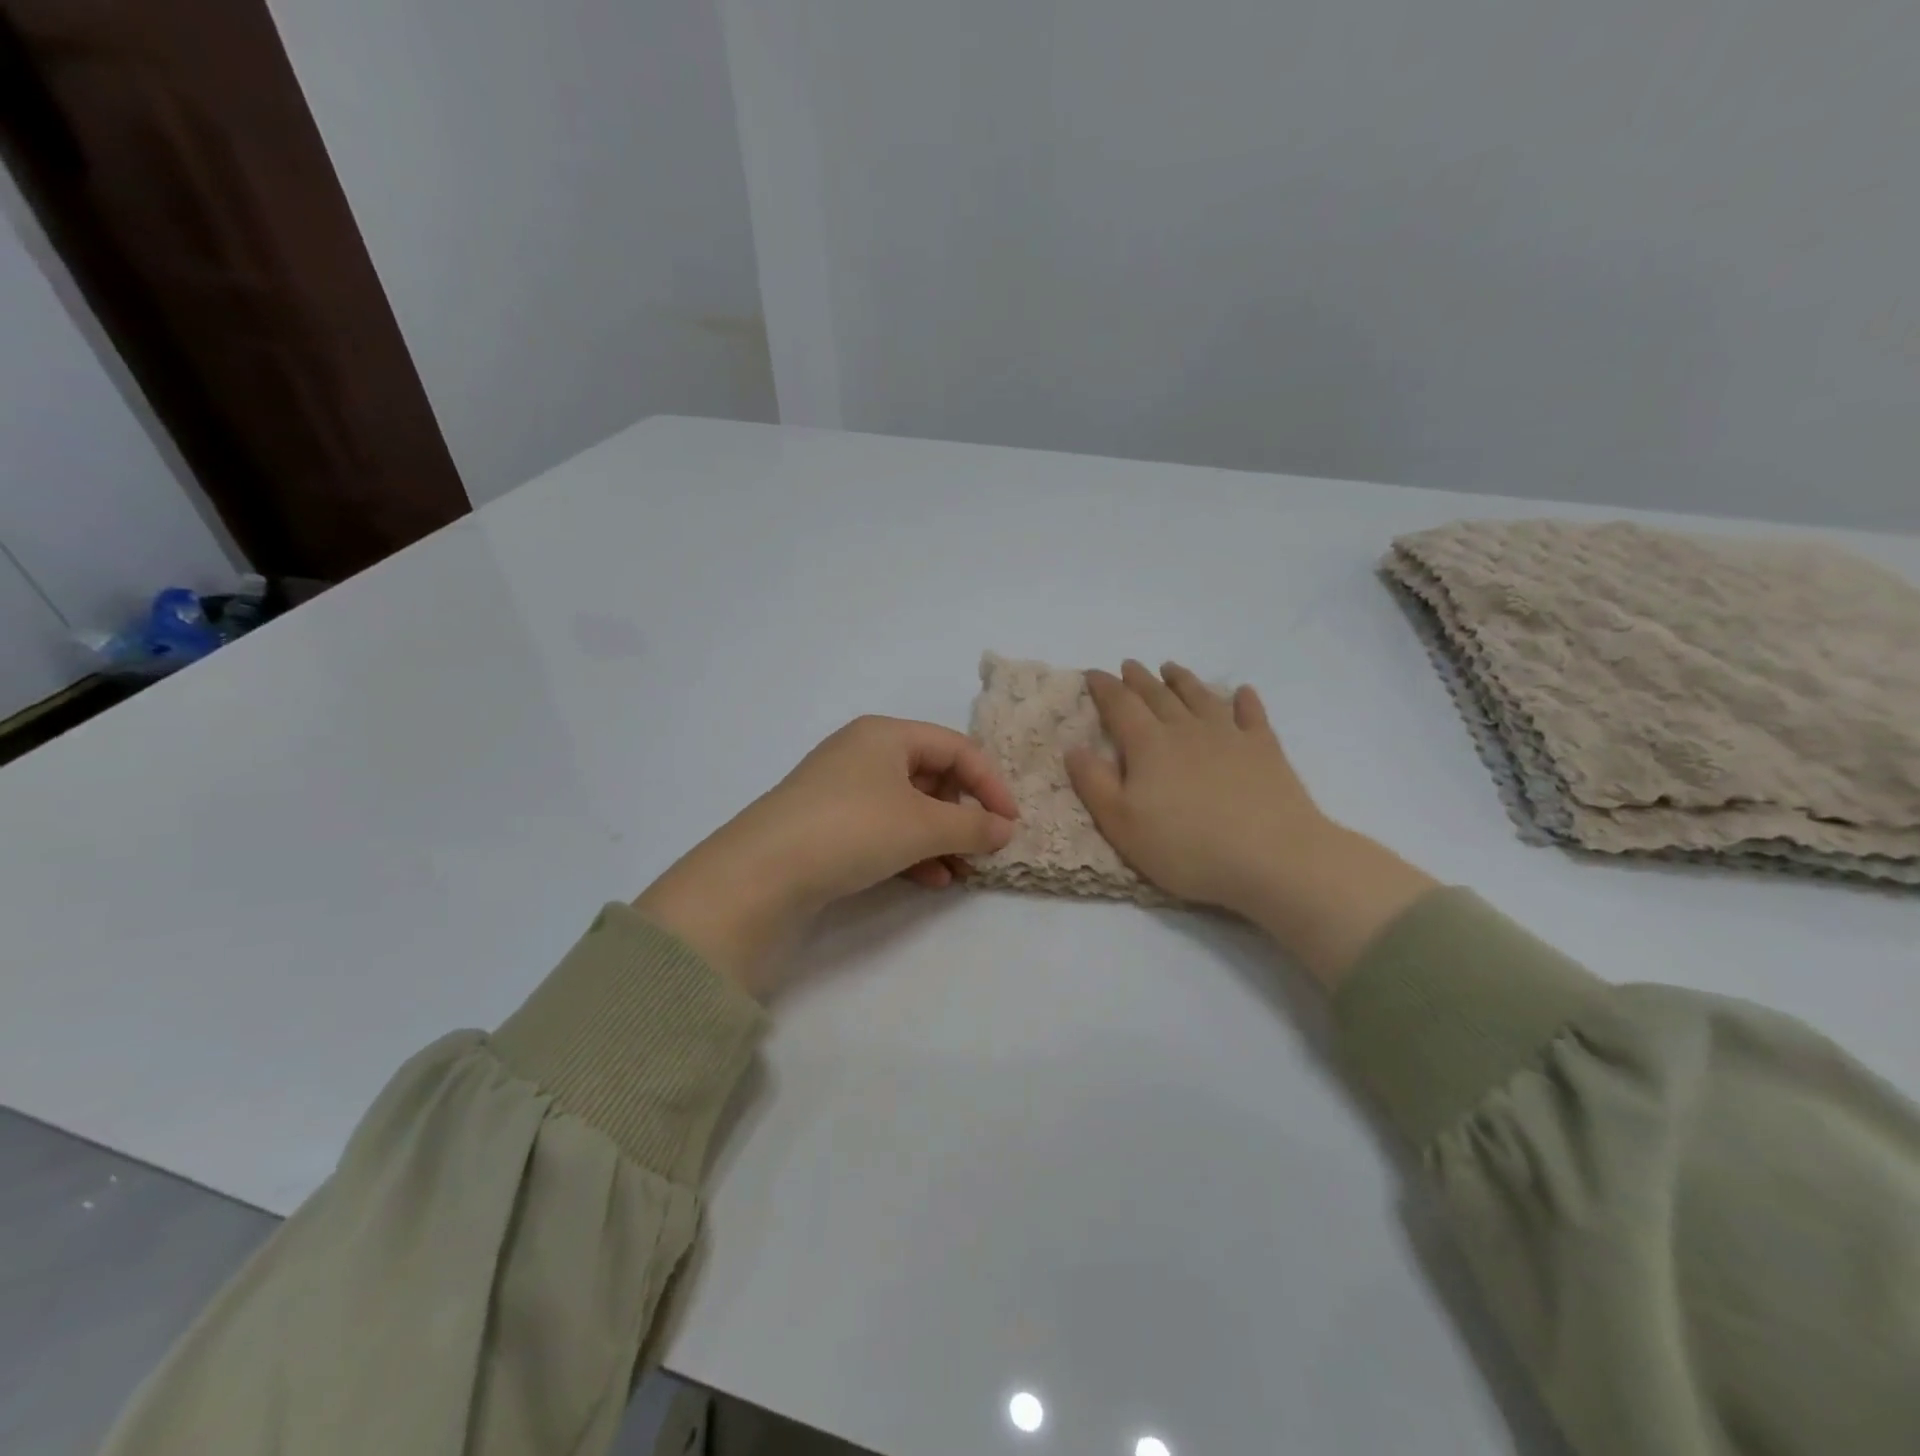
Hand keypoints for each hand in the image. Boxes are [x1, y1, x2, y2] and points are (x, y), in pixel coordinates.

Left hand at [635, 716, 1018, 997]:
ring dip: (939, 838)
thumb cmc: (853, 828)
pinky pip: (883, 829)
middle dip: (962, 815)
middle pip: (932, 776)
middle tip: (982, 849)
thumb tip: (1005, 829)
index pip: (957, 748)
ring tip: (960, 872)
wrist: (762, 873)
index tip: (1011, 824)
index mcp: (886, 735)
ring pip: (908, 807)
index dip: (990, 784)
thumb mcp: (922, 825)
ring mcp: (841, 789)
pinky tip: (929, 880)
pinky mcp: (826, 824)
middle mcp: (863, 753)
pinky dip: (910, 850)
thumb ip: (972, 825)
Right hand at [1067, 661, 1435, 987]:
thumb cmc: (1186, 847)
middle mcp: (1187, 729)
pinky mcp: (1265, 749)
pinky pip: (1252, 715)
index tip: (1093, 673)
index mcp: (1149, 745)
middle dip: (1140, 679)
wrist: (1272, 857)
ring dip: (1183, 680)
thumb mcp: (1122, 824)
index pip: (1120, 705)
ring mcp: (1230, 735)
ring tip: (1171, 668)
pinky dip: (1245, 700)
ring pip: (1201, 697)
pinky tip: (1242, 693)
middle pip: (1158, 696)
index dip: (1104, 687)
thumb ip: (1094, 783)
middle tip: (1129, 665)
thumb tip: (1074, 747)